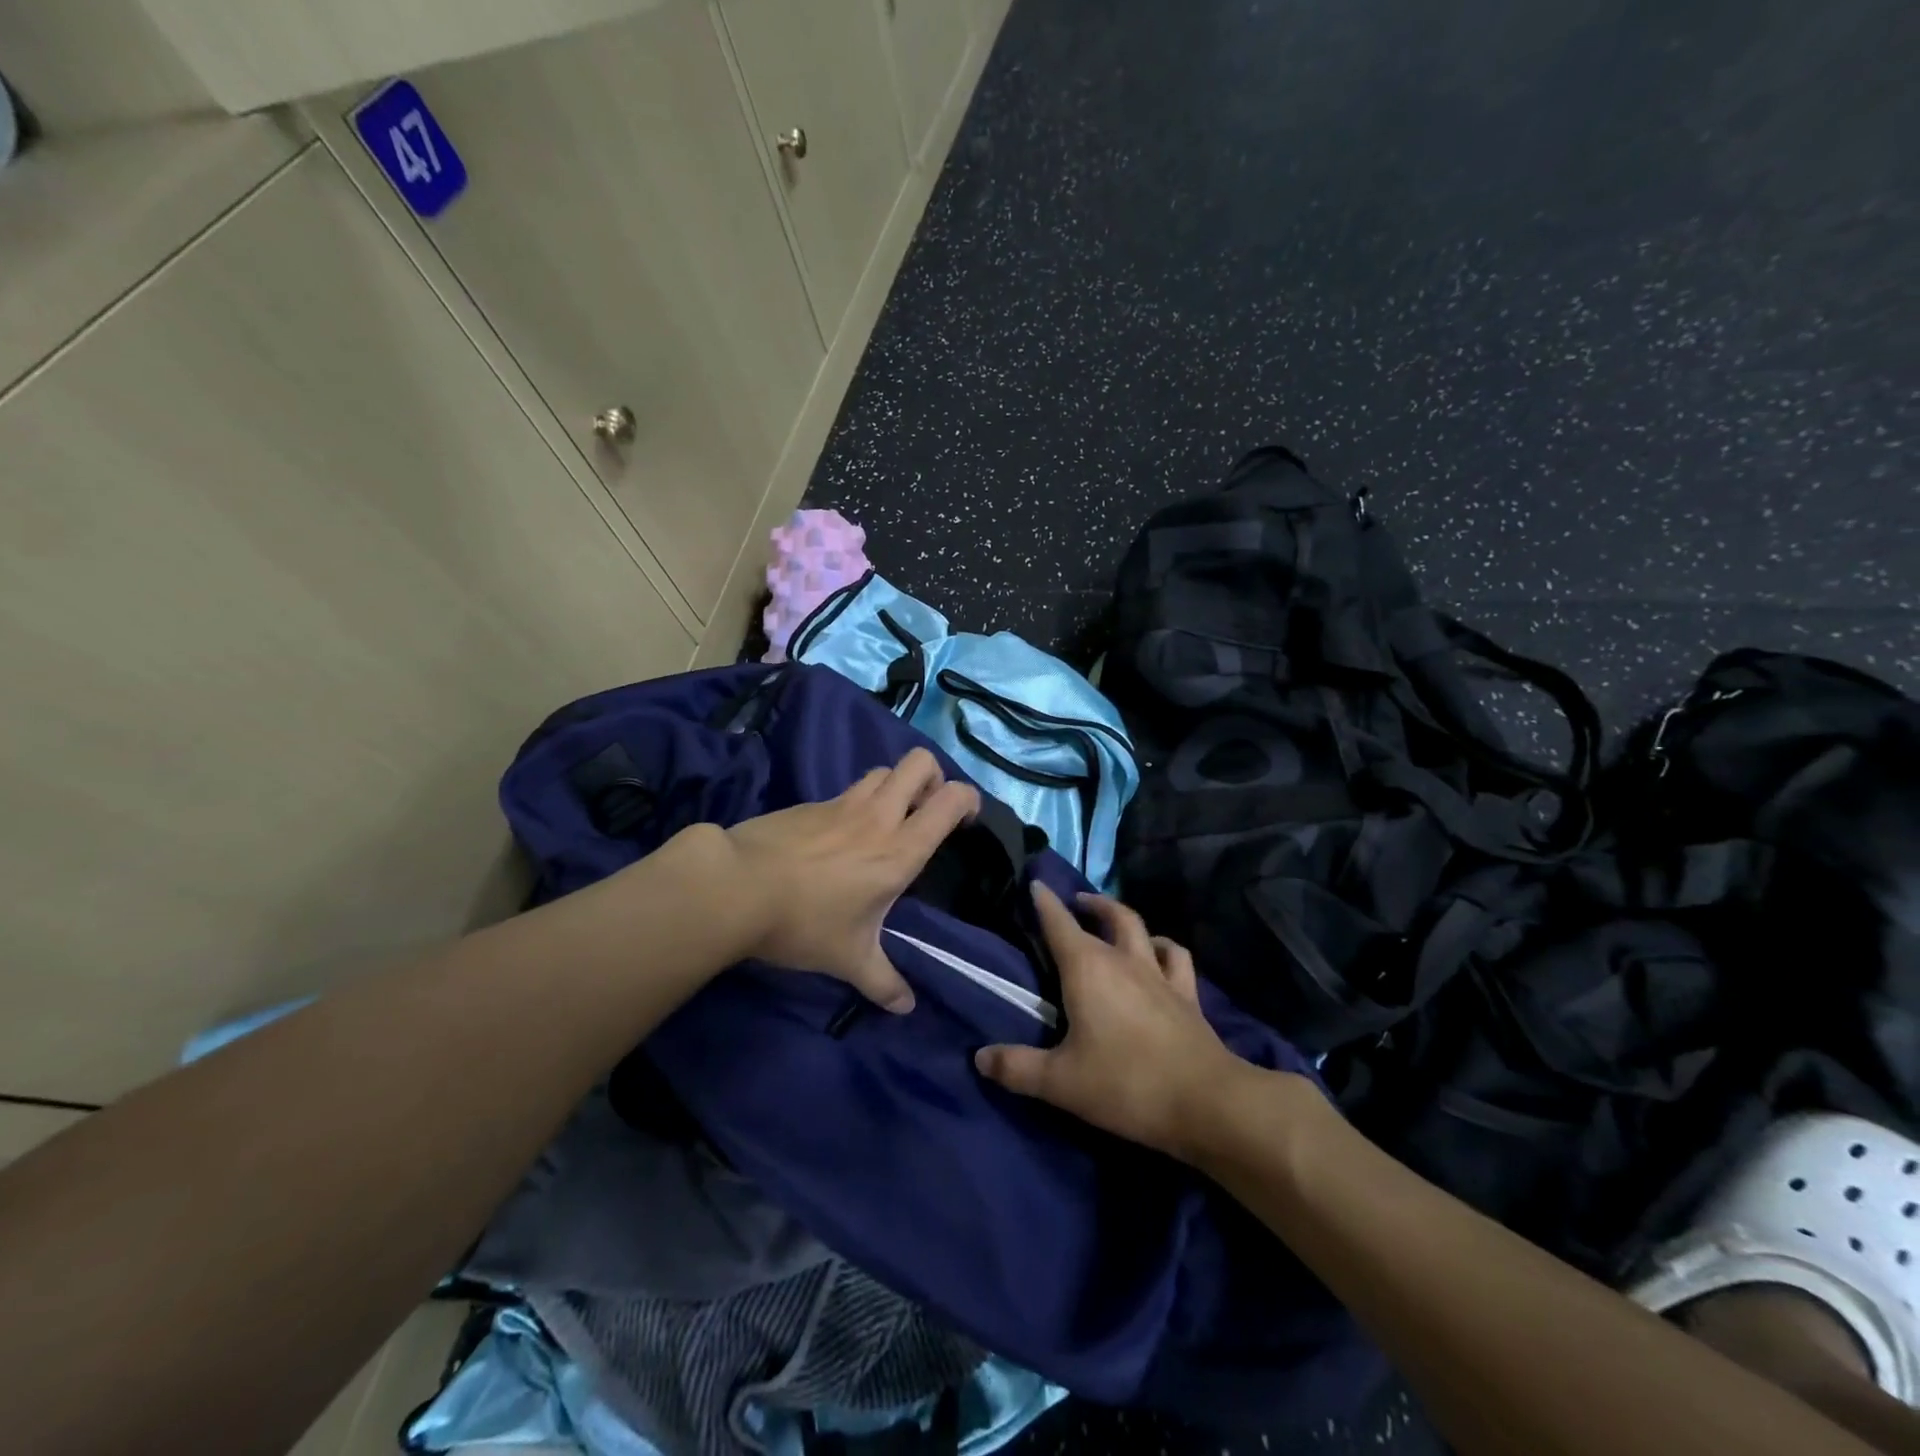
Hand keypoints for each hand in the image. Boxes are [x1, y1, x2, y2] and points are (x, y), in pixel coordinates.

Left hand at [721, 748, 979, 1012]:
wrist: (736, 887)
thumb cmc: (804, 923)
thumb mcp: (849, 960)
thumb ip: (883, 983)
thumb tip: (905, 1007)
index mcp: (900, 849)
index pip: (950, 799)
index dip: (968, 799)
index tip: (965, 819)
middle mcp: (878, 816)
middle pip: (919, 762)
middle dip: (932, 776)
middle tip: (925, 809)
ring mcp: (841, 803)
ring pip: (882, 771)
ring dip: (894, 785)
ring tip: (886, 820)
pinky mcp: (809, 803)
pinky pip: (845, 790)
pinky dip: (855, 803)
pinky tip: (838, 837)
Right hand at [974, 884, 1251, 1159]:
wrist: (1205, 1101)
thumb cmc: (1125, 1083)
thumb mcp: (1060, 1082)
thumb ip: (1017, 1067)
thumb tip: (980, 1058)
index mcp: (1087, 969)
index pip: (1059, 924)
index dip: (1044, 902)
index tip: (1035, 883)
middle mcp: (1123, 960)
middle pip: (1108, 916)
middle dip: (1088, 903)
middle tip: (1075, 901)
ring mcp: (1159, 974)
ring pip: (1142, 928)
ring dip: (1124, 917)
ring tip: (1114, 920)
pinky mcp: (1187, 995)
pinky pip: (1175, 957)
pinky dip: (1163, 947)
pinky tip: (1158, 953)